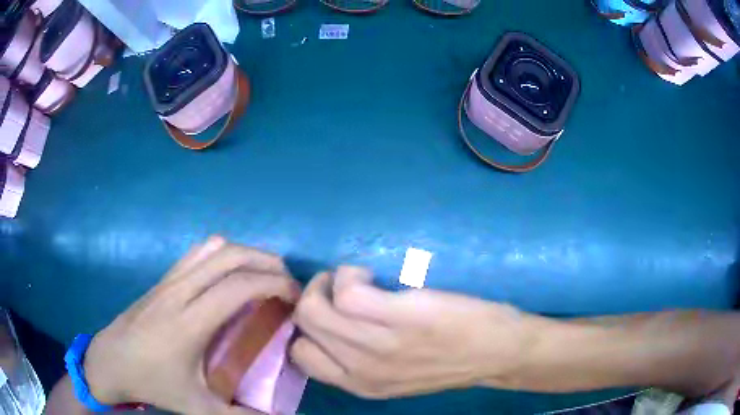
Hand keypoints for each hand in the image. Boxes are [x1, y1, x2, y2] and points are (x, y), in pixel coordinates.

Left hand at [82, 236, 299, 414]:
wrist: (111, 360)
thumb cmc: (153, 383)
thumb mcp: (197, 407)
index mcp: (189, 323)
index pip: (238, 287)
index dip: (274, 285)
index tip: (295, 299)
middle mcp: (179, 291)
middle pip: (230, 256)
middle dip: (267, 263)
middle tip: (287, 285)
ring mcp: (169, 279)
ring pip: (214, 247)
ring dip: (246, 254)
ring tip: (263, 276)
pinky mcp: (163, 277)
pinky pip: (198, 252)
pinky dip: (223, 254)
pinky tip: (230, 275)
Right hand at [289, 265, 545, 398]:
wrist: (498, 352)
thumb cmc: (452, 361)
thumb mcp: (395, 378)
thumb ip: (362, 363)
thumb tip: (334, 332)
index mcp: (358, 384)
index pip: (301, 357)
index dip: (306, 329)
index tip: (325, 312)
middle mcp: (359, 369)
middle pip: (304, 325)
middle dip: (313, 297)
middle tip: (336, 288)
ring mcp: (377, 345)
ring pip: (315, 308)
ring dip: (327, 283)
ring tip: (353, 279)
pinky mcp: (398, 318)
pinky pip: (347, 291)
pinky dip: (349, 275)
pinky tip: (370, 276)